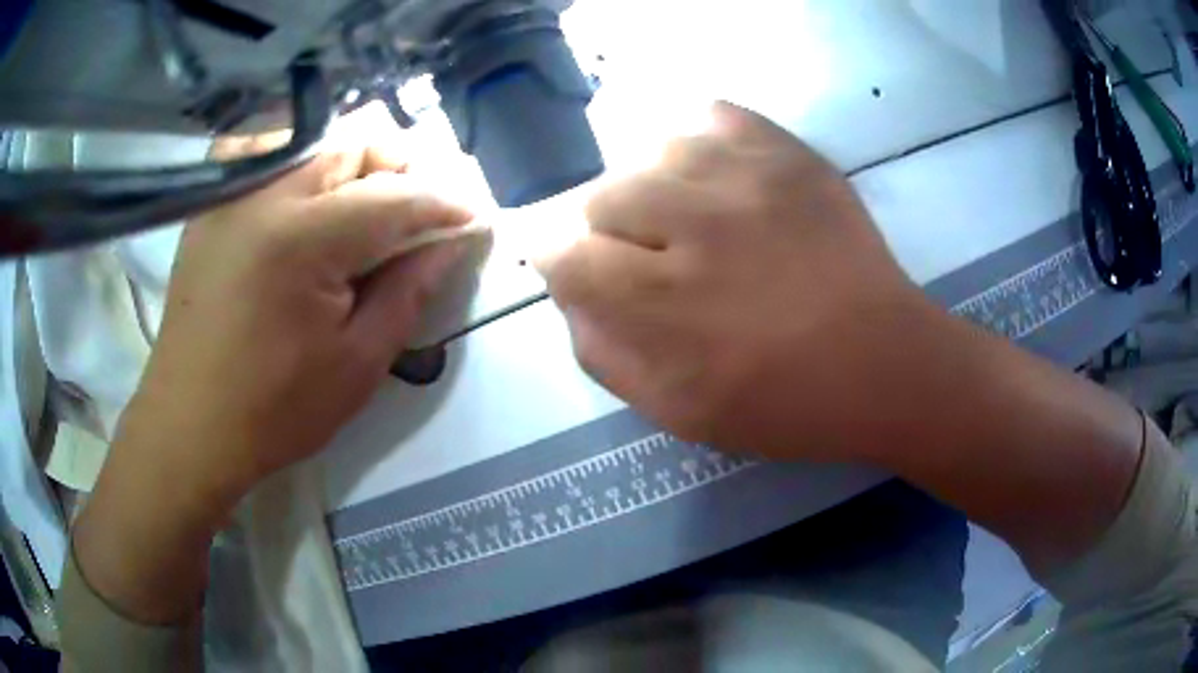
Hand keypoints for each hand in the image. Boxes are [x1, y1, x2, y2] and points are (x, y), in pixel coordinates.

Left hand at [115, 134, 473, 514]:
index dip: (444, 204)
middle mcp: (264, 192)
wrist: (189, 426)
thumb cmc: (274, 411)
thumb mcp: (357, 364)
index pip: (395, 195)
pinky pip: (274, 158)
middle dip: (403, 170)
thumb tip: (454, 241)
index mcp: (302, 238)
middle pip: (357, 143)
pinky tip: (317, 209)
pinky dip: (311, 170)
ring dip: (359, 167)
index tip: (474, 219)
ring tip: (372, 214)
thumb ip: (409, 290)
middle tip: (421, 217)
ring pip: (318, 142)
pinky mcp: (214, 205)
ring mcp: (232, 193)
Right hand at [539, 102, 937, 459]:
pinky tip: (721, 179)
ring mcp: (747, 178)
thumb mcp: (678, 414)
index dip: (565, 264)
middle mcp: (696, 224)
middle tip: (650, 257)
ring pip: (654, 150)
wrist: (883, 364)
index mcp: (663, 302)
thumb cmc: (784, 403)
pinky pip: (715, 116)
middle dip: (611, 231)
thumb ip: (606, 357)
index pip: (566, 255)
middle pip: (604, 195)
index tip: (588, 275)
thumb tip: (572, 301)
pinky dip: (705, 142)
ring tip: (690, 216)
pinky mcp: (788, 155)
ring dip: (658, 186)